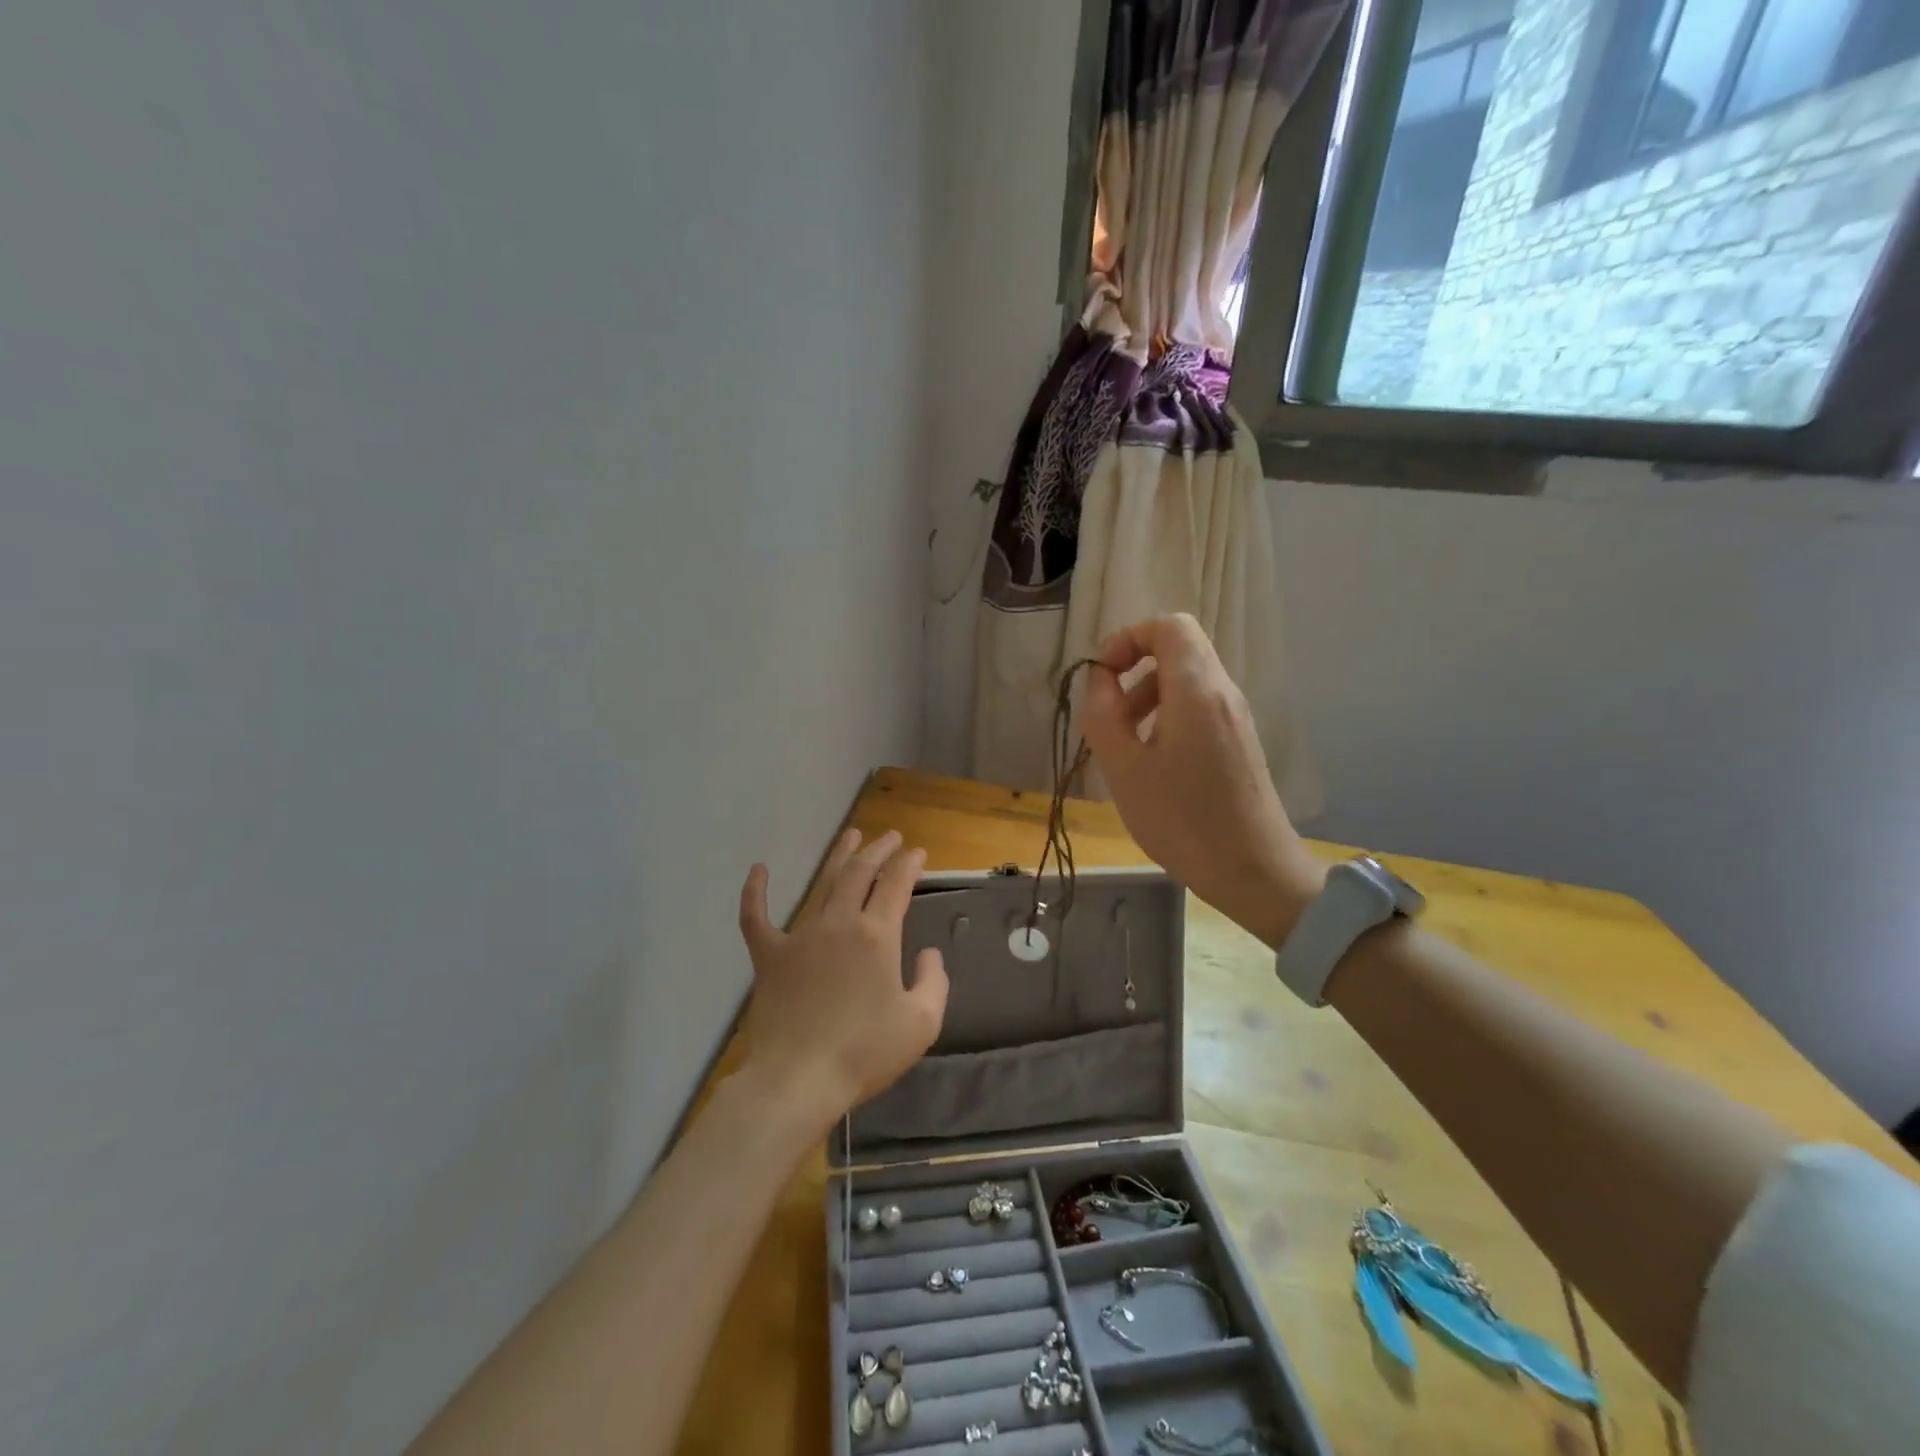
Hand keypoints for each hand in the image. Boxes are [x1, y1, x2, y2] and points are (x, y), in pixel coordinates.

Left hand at [734, 829, 948, 1133]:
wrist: (799, 1080)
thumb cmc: (865, 1053)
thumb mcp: (921, 1023)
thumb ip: (933, 982)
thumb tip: (928, 954)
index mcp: (877, 936)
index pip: (896, 884)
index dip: (909, 864)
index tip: (917, 853)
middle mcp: (839, 924)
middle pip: (861, 873)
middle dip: (879, 850)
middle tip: (891, 837)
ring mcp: (801, 936)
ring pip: (823, 883)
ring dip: (840, 857)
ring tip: (851, 835)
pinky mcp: (769, 956)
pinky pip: (756, 917)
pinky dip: (755, 892)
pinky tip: (758, 869)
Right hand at [1081, 614, 1323, 947]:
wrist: (1254, 871)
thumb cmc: (1183, 820)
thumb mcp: (1124, 769)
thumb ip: (1104, 715)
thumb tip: (1100, 680)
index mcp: (1197, 690)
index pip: (1169, 626)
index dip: (1129, 638)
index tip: (1103, 676)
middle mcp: (1223, 693)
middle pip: (1178, 650)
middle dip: (1135, 669)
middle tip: (1110, 714)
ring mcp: (1235, 718)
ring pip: (1187, 680)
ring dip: (1148, 696)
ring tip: (1125, 744)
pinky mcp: (1239, 742)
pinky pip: (1198, 708)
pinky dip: (1167, 718)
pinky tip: (1152, 763)